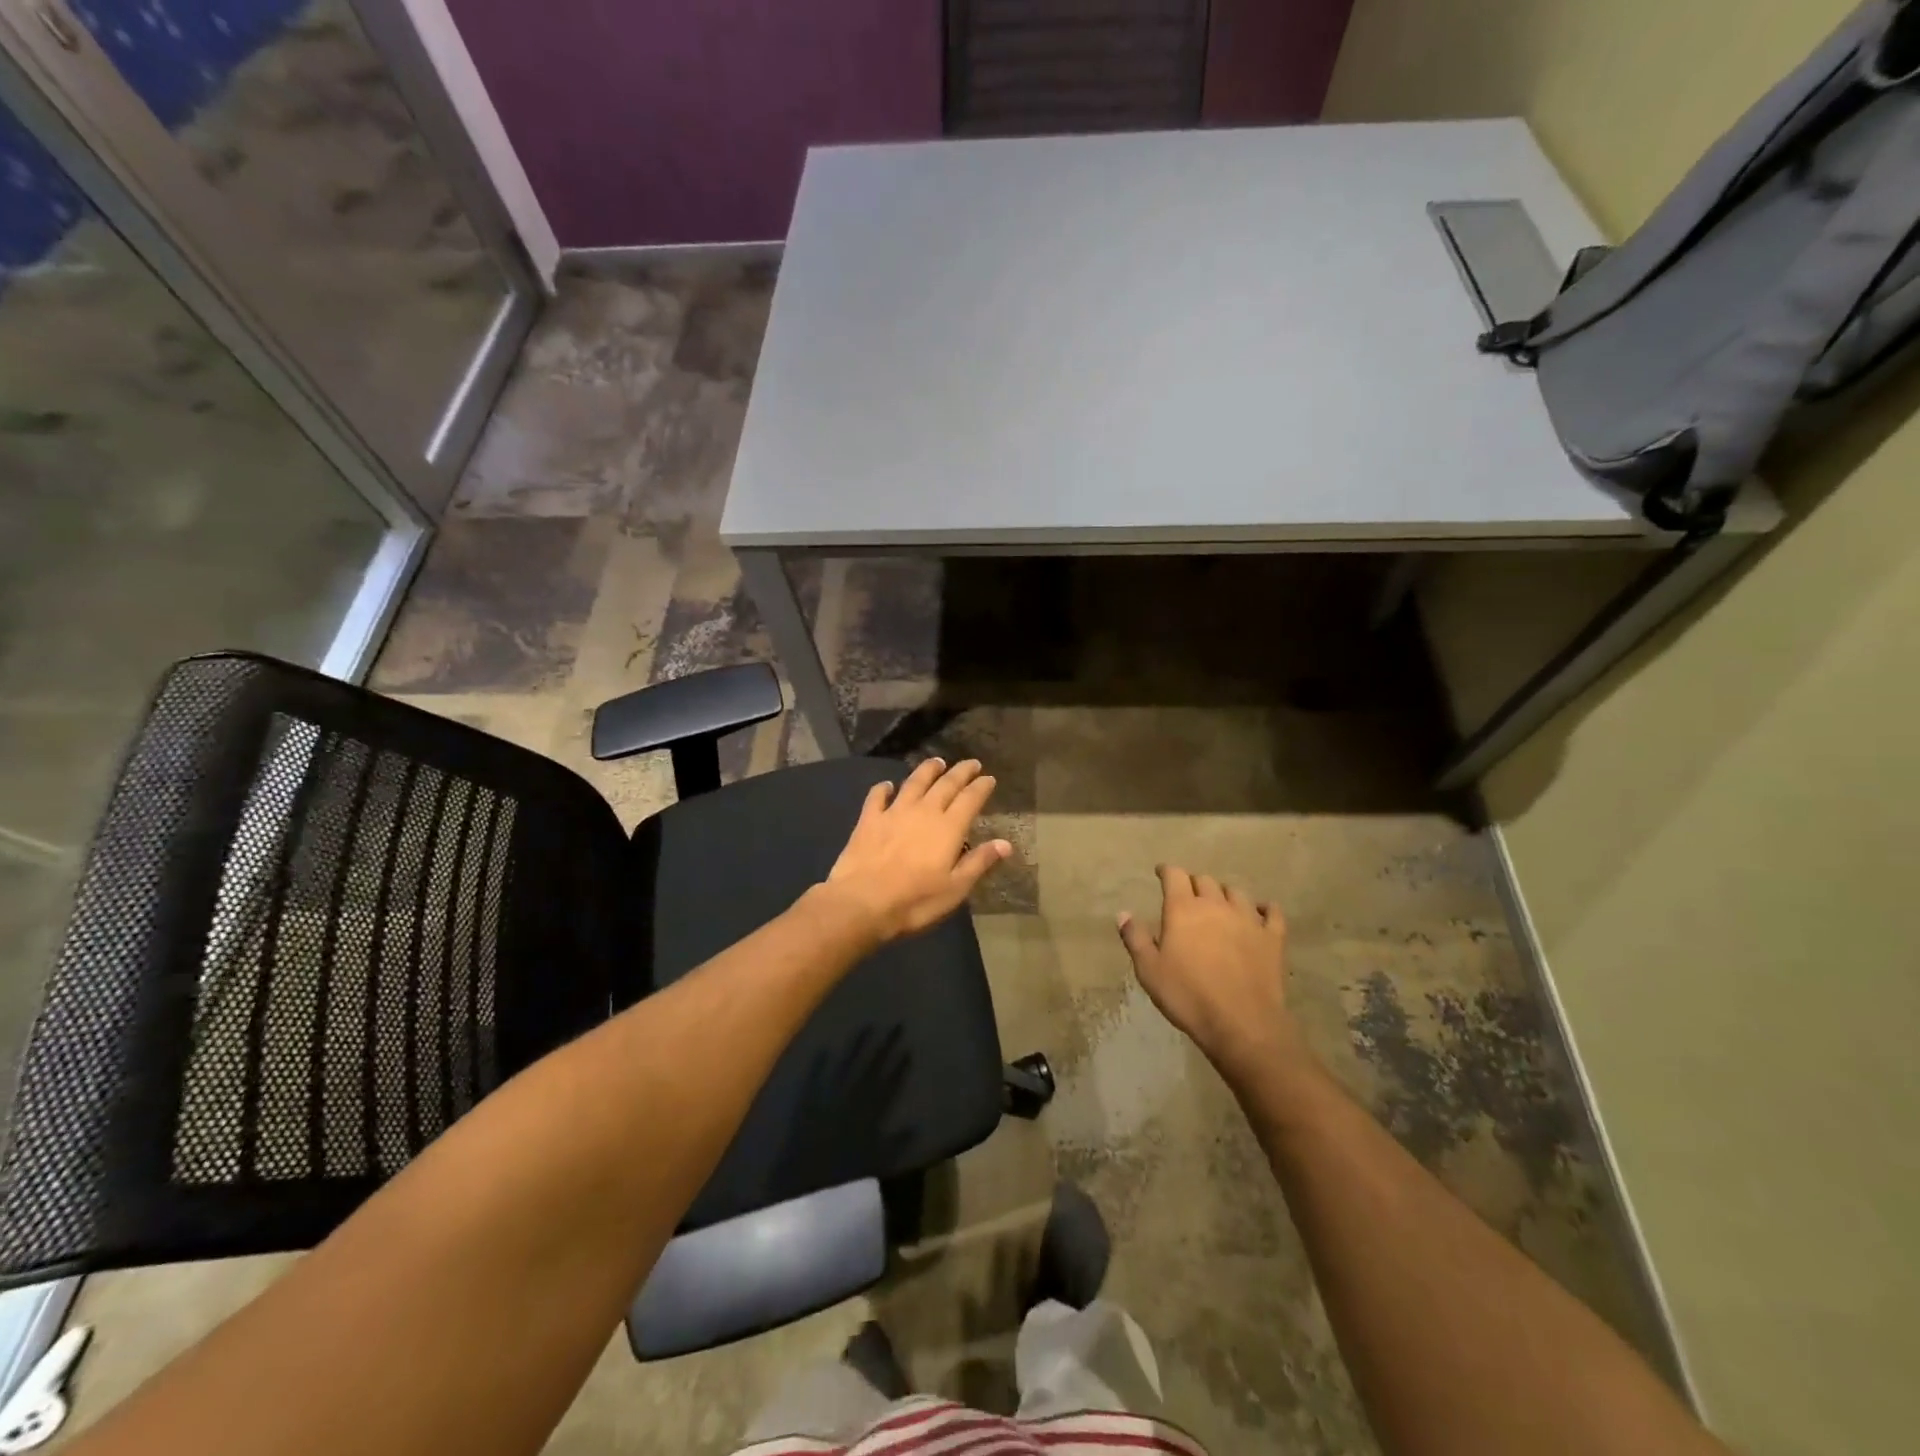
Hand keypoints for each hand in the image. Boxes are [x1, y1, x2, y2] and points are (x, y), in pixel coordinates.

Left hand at [824, 758, 1011, 940]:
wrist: (861, 902)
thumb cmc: (915, 901)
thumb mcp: (955, 888)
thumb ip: (979, 862)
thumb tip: (1005, 843)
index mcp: (948, 828)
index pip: (970, 799)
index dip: (981, 787)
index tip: (989, 778)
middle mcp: (924, 811)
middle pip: (946, 784)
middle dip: (960, 772)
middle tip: (971, 763)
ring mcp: (894, 812)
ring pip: (914, 782)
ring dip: (927, 770)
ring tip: (937, 762)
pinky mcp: (869, 819)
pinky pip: (877, 796)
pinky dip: (884, 788)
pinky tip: (887, 785)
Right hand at [1118, 865, 1301, 1086]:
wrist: (1242, 1023)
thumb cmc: (1188, 996)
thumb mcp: (1149, 970)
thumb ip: (1135, 938)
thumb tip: (1123, 913)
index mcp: (1183, 909)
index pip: (1175, 876)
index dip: (1167, 871)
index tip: (1161, 872)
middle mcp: (1216, 905)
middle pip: (1205, 880)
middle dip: (1194, 883)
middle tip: (1188, 894)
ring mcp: (1248, 919)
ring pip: (1236, 893)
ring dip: (1225, 894)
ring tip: (1220, 903)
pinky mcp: (1272, 938)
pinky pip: (1272, 912)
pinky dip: (1264, 908)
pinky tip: (1261, 912)